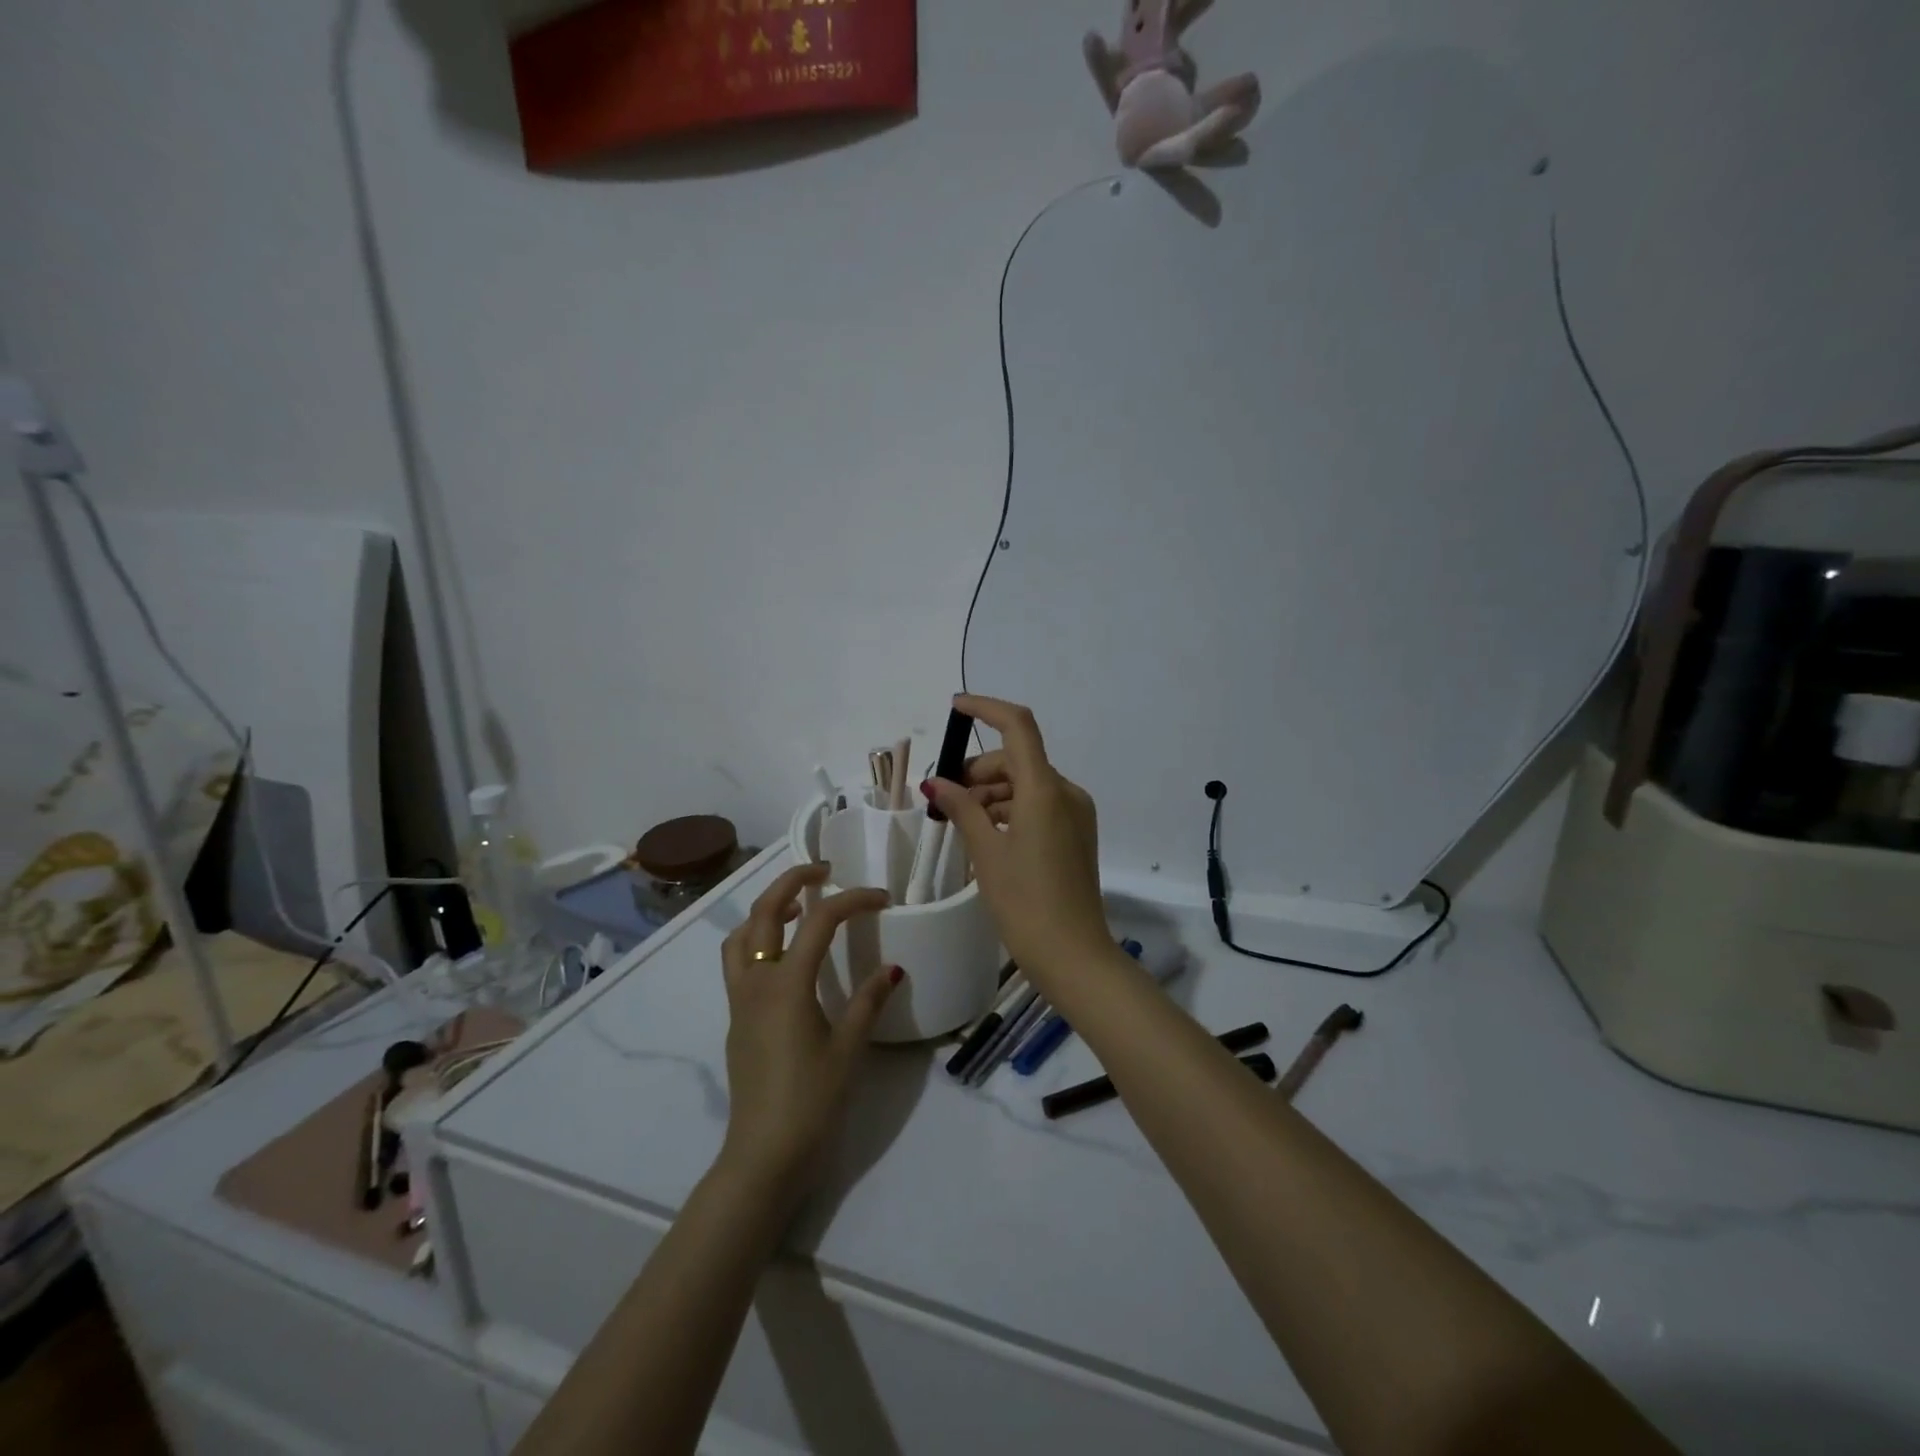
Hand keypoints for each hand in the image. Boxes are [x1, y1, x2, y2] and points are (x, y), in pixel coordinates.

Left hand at [718, 864, 897, 1195]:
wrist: (763, 1156)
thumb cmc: (811, 1102)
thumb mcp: (849, 1050)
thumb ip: (869, 1002)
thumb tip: (893, 967)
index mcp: (787, 984)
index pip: (819, 921)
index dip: (852, 900)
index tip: (882, 898)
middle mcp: (756, 982)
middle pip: (764, 912)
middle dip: (792, 881)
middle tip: (823, 870)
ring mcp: (739, 1000)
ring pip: (741, 935)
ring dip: (767, 909)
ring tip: (799, 906)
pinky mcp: (736, 1019)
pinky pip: (738, 961)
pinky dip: (757, 938)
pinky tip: (785, 956)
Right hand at [923, 695, 1111, 983]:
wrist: (1074, 955)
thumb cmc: (1024, 902)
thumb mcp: (987, 853)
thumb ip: (961, 809)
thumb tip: (935, 783)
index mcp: (1045, 789)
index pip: (1018, 726)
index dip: (986, 709)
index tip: (956, 708)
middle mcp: (1066, 792)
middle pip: (1018, 760)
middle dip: (979, 770)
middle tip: (944, 797)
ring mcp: (1076, 813)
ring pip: (1027, 784)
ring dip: (992, 792)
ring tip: (960, 820)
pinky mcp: (1077, 833)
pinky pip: (1039, 805)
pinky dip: (1010, 809)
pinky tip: (987, 834)